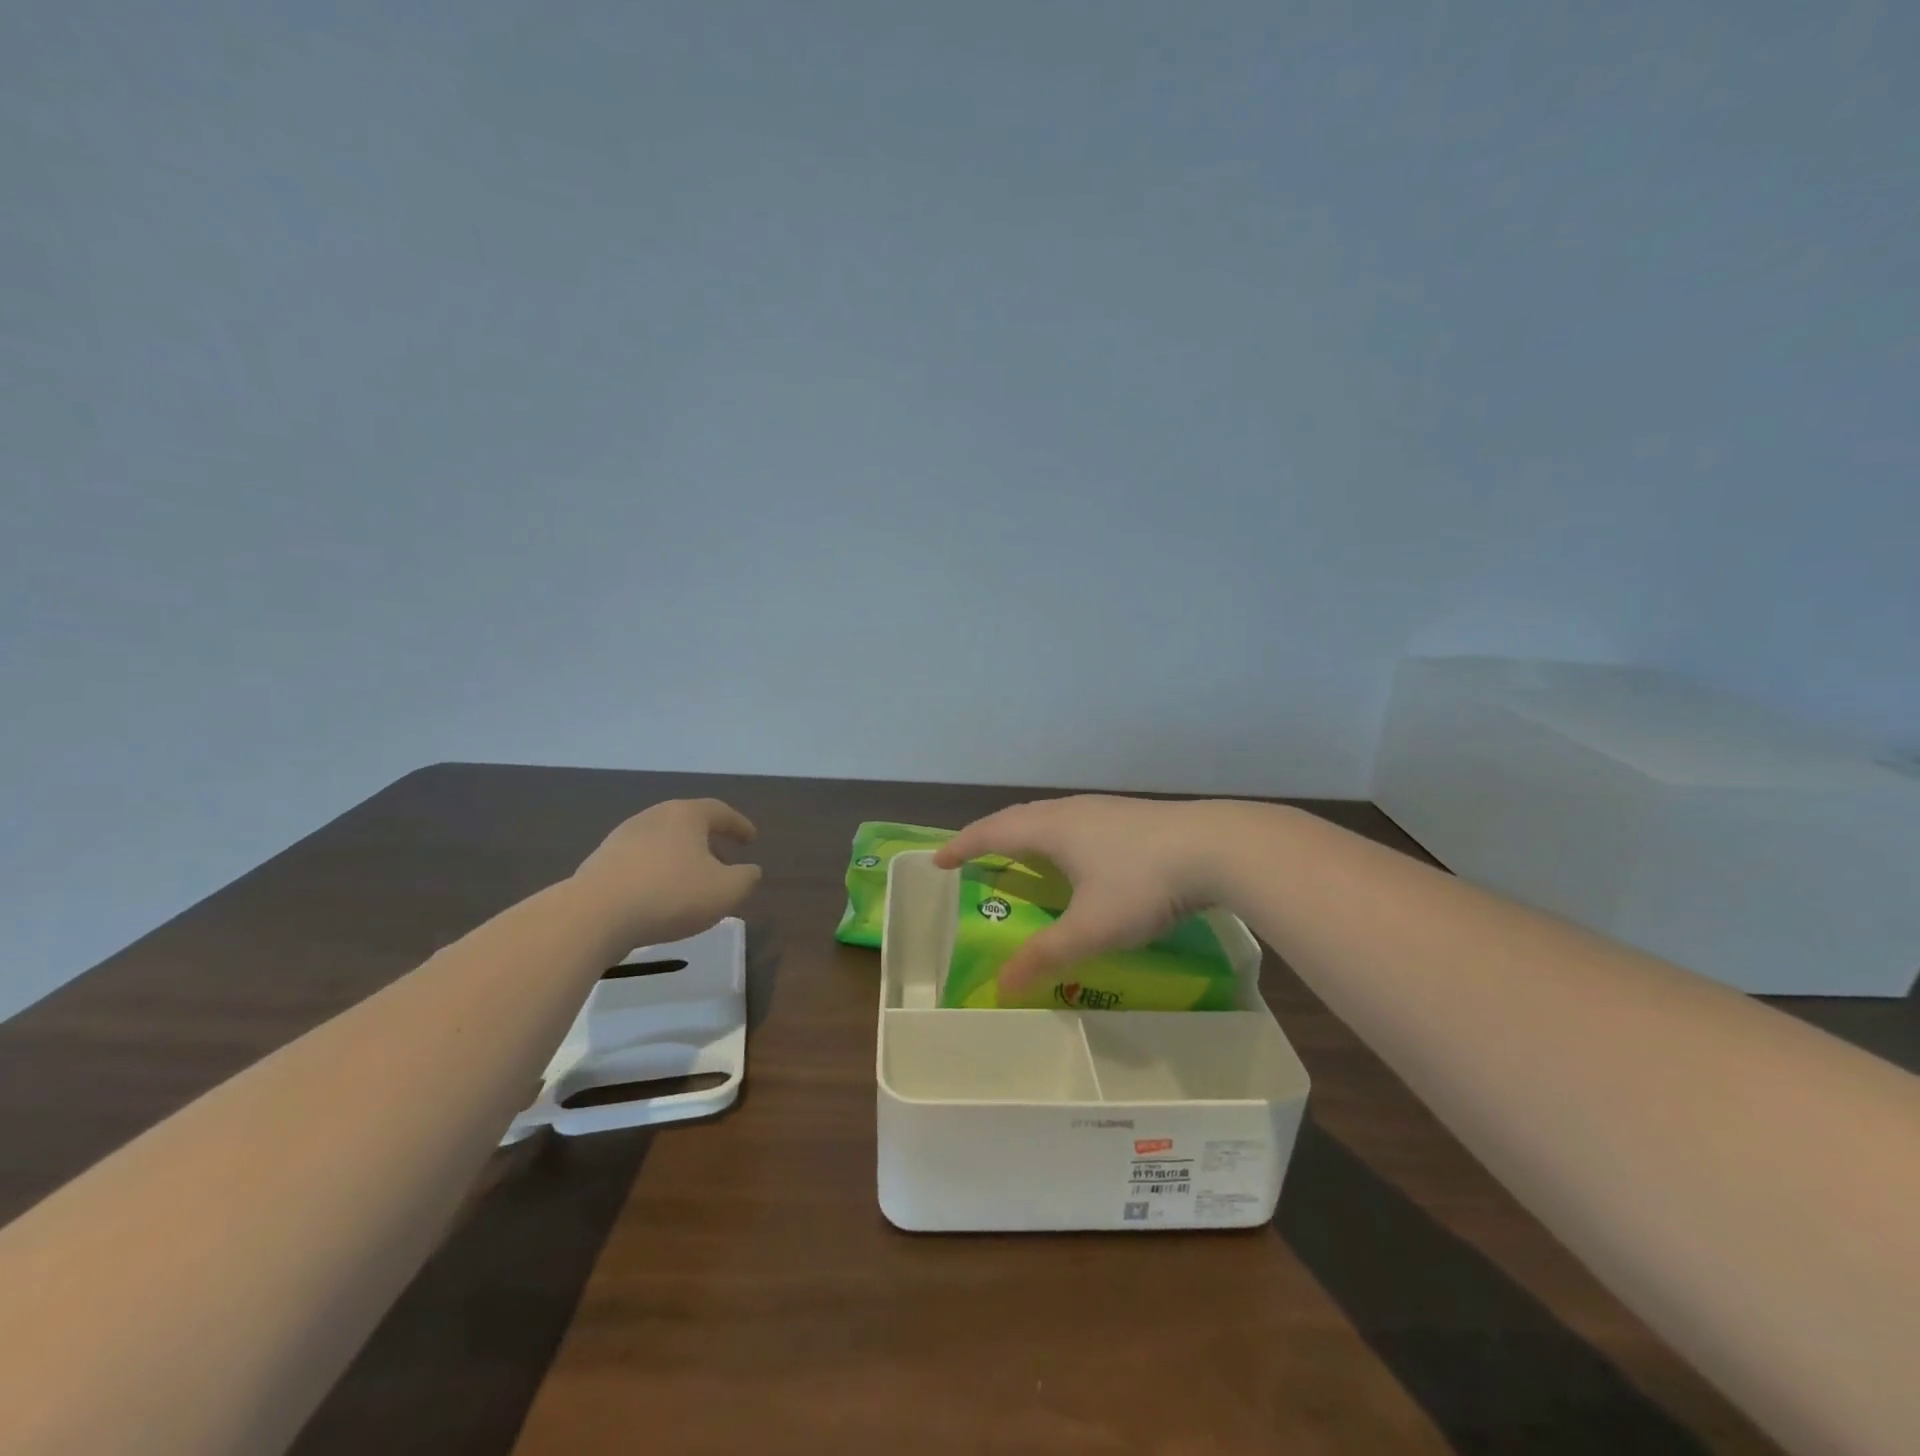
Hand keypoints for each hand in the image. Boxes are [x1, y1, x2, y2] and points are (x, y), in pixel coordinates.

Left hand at [573, 799, 760, 947]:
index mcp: (685, 815)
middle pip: (687, 823)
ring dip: (680, 857)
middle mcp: (653, 817)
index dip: (738, 825)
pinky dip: (656, 872)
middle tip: (723, 859)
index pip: (719, 811)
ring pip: (662, 842)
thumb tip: (750, 870)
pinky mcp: (600, 863)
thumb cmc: (671, 895)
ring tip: (691, 881)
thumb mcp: (725, 891)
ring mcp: (622, 838)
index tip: (751, 839)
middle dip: (708, 840)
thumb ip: (746, 878)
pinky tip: (659, 895)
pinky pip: (639, 862)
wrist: (594, 915)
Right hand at [932, 795, 1233, 993]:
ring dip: (1024, 833)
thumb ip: (1046, 956)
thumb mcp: (1092, 928)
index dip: (962, 846)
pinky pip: (1074, 821)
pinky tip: (1076, 855)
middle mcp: (1072, 811)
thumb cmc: (1143, 883)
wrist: (1217, 847)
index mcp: (1052, 829)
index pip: (992, 832)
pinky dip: (1054, 836)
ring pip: (1049, 816)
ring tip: (1018, 853)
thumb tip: (1001, 987)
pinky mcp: (1130, 815)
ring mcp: (1103, 809)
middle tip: (972, 857)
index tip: (938, 860)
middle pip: (1018, 817)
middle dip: (990, 836)